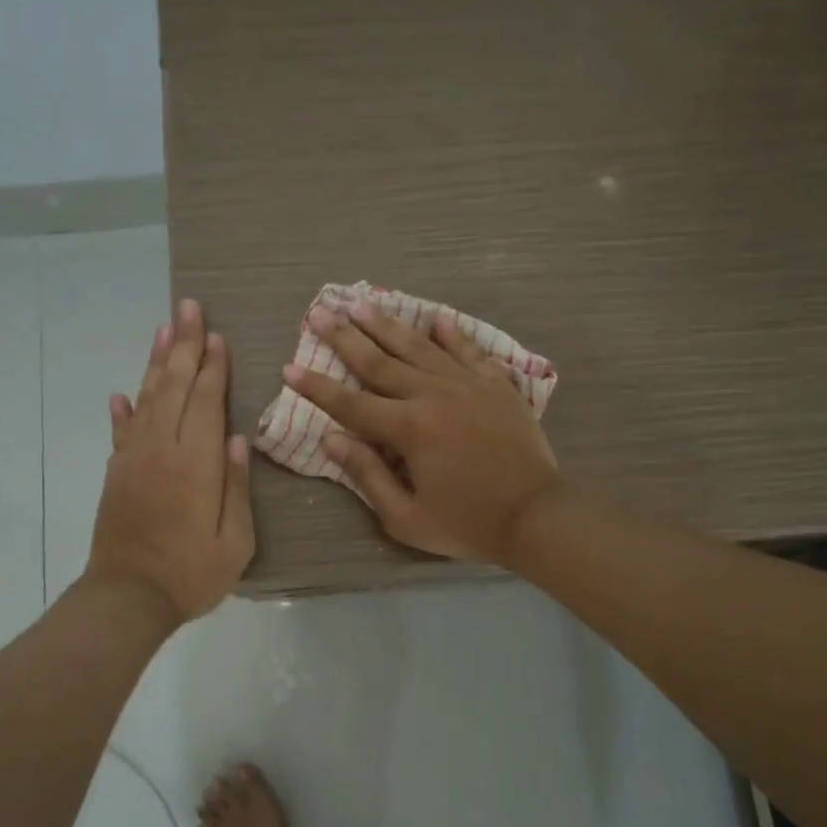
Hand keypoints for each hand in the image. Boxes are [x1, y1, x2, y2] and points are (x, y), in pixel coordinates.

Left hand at [86, 298, 255, 623]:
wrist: (128, 598)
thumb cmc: (191, 573)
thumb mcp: (235, 540)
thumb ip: (236, 486)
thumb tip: (237, 438)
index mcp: (195, 463)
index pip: (205, 400)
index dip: (212, 366)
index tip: (216, 335)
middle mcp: (161, 449)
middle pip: (172, 386)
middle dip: (182, 345)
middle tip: (188, 308)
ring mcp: (134, 459)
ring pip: (146, 399)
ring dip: (154, 362)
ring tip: (163, 329)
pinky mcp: (117, 474)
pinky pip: (121, 432)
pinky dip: (123, 410)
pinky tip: (122, 394)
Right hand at [286, 301, 560, 565]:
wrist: (537, 515)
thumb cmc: (467, 523)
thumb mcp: (406, 517)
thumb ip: (367, 475)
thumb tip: (331, 439)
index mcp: (408, 429)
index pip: (351, 403)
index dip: (317, 387)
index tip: (289, 367)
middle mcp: (433, 395)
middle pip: (380, 361)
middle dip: (345, 337)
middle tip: (320, 312)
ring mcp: (468, 384)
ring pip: (420, 347)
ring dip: (388, 324)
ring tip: (362, 303)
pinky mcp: (496, 385)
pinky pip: (469, 351)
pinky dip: (452, 334)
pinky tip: (436, 318)